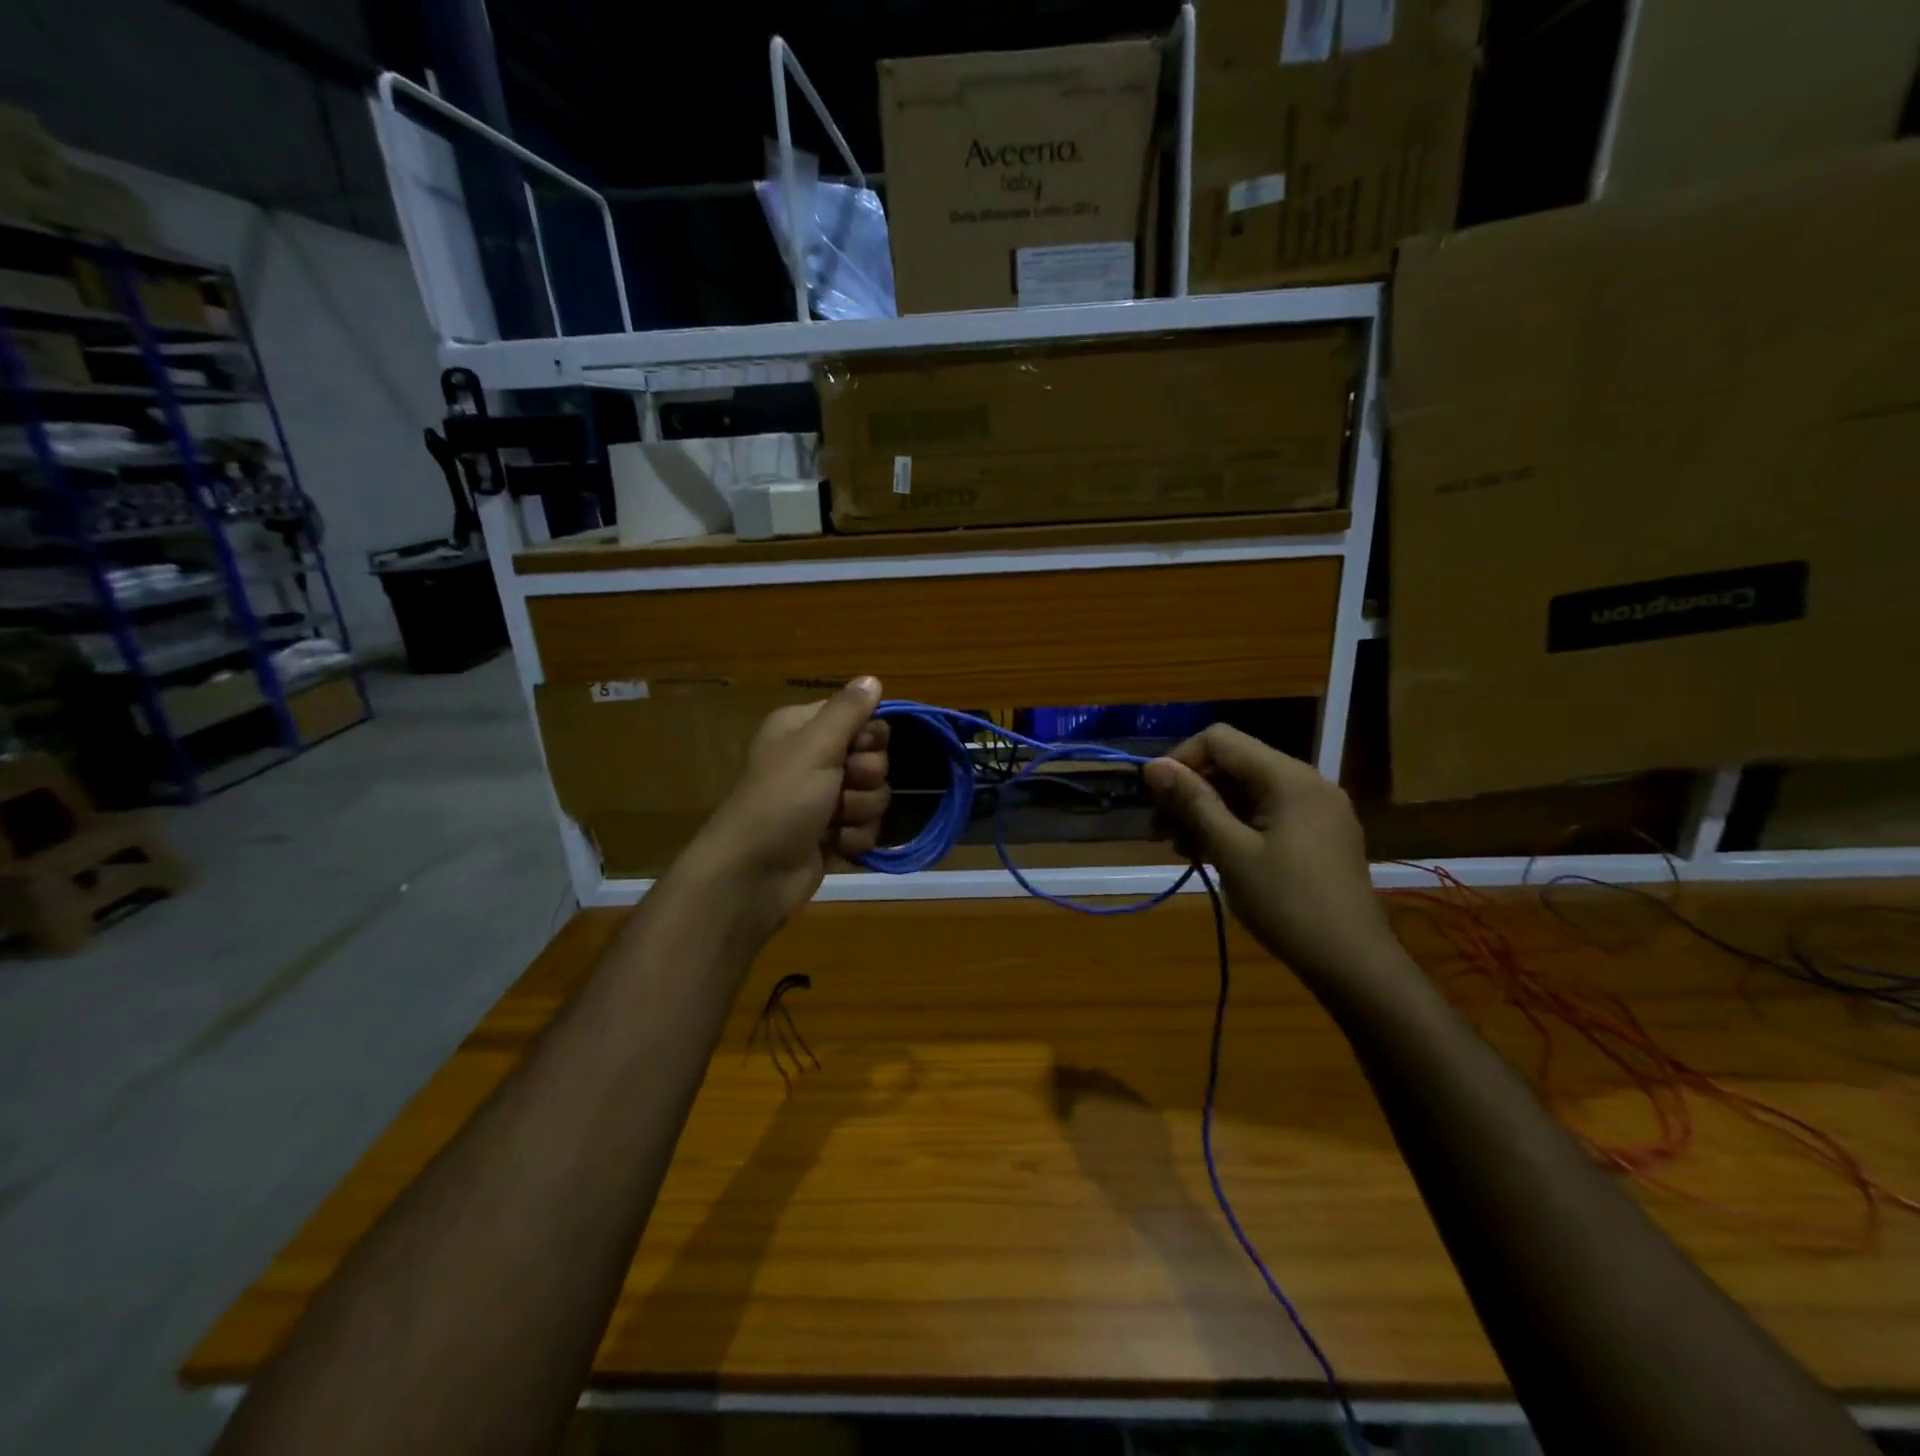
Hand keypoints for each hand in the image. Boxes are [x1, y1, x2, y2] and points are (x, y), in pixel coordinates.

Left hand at [688, 677, 890, 934]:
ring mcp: (824, 800)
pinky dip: (855, 837)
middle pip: (873, 758)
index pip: (859, 717)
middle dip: (865, 777)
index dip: (868, 735)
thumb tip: (872, 678)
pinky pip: (867, 827)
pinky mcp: (832, 834)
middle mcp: (814, 759)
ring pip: (875, 795)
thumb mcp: (815, 746)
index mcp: (803, 729)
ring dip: (860, 810)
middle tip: (841, 786)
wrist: (754, 873)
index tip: (858, 748)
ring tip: (833, 822)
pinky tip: (835, 844)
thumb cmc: (781, 799)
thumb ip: (848, 711)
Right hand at [1142, 725, 1391, 975]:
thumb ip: (1193, 802)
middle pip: (1234, 764)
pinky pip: (1268, 813)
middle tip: (1161, 831)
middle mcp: (1306, 782)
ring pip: (1248, 790)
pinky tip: (1214, 854)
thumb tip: (1152, 765)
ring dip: (1210, 811)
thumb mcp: (1231, 851)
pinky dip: (1235, 826)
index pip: (1220, 740)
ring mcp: (1317, 808)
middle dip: (1192, 790)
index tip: (1157, 800)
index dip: (1181, 761)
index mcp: (1288, 777)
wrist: (1353, 963)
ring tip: (1183, 848)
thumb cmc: (1287, 904)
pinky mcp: (1319, 834)